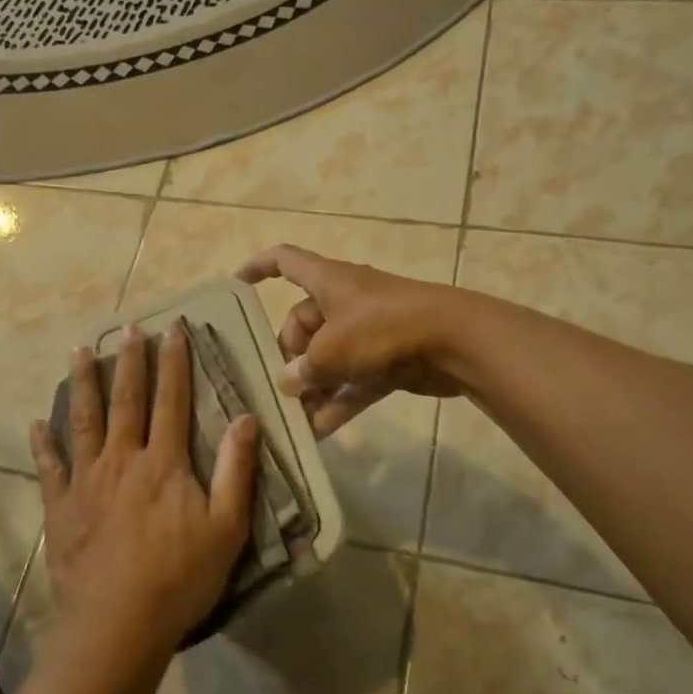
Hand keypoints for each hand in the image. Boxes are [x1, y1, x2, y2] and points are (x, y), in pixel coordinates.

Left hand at [30, 320, 259, 659]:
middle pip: (126, 400)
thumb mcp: (227, 527)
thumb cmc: (180, 577)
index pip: (172, 400)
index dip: (174, 363)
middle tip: (128, 328)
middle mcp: (123, 459)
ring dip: (82, 384)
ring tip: (78, 352)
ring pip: (84, 421)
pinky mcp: (61, 506)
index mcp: (164, 463)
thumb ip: (237, 471)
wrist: (118, 623)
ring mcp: (87, 481)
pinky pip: (50, 467)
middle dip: (129, 361)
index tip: (173, 330)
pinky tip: (37, 424)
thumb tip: (246, 418)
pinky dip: (43, 444)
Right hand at [238, 244, 467, 437]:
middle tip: (283, 388)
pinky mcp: (388, 360)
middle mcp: (346, 302)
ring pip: (329, 357)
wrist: (455, 342)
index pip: (285, 261)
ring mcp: (369, 331)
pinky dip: (338, 402)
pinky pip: (353, 381)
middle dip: (290, 356)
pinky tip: (319, 432)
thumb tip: (289, 383)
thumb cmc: (383, 330)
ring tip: (294, 419)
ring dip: (313, 387)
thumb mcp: (331, 350)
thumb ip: (303, 369)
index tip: (236, 285)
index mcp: (328, 281)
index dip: (258, 267)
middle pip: (303, 323)